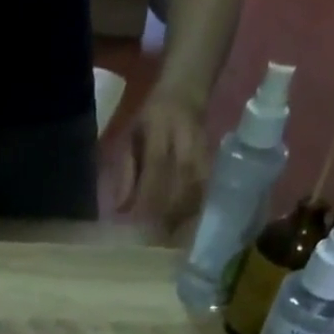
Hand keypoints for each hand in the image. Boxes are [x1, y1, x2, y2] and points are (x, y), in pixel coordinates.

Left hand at [116, 90, 209, 234]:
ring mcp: (203, 150)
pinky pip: (204, 191)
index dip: (147, 198)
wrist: (185, 92)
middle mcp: (185, 140)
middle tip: (152, 240)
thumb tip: (120, 210)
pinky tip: (183, 226)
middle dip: (165, 215)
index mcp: (160, 129)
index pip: (156, 168)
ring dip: (180, 217)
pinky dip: (193, 210)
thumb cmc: (150, 120)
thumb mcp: (129, 139)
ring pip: (194, 190)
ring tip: (166, 239)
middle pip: (179, 184)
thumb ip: (126, 173)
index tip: (137, 225)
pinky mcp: (213, 160)